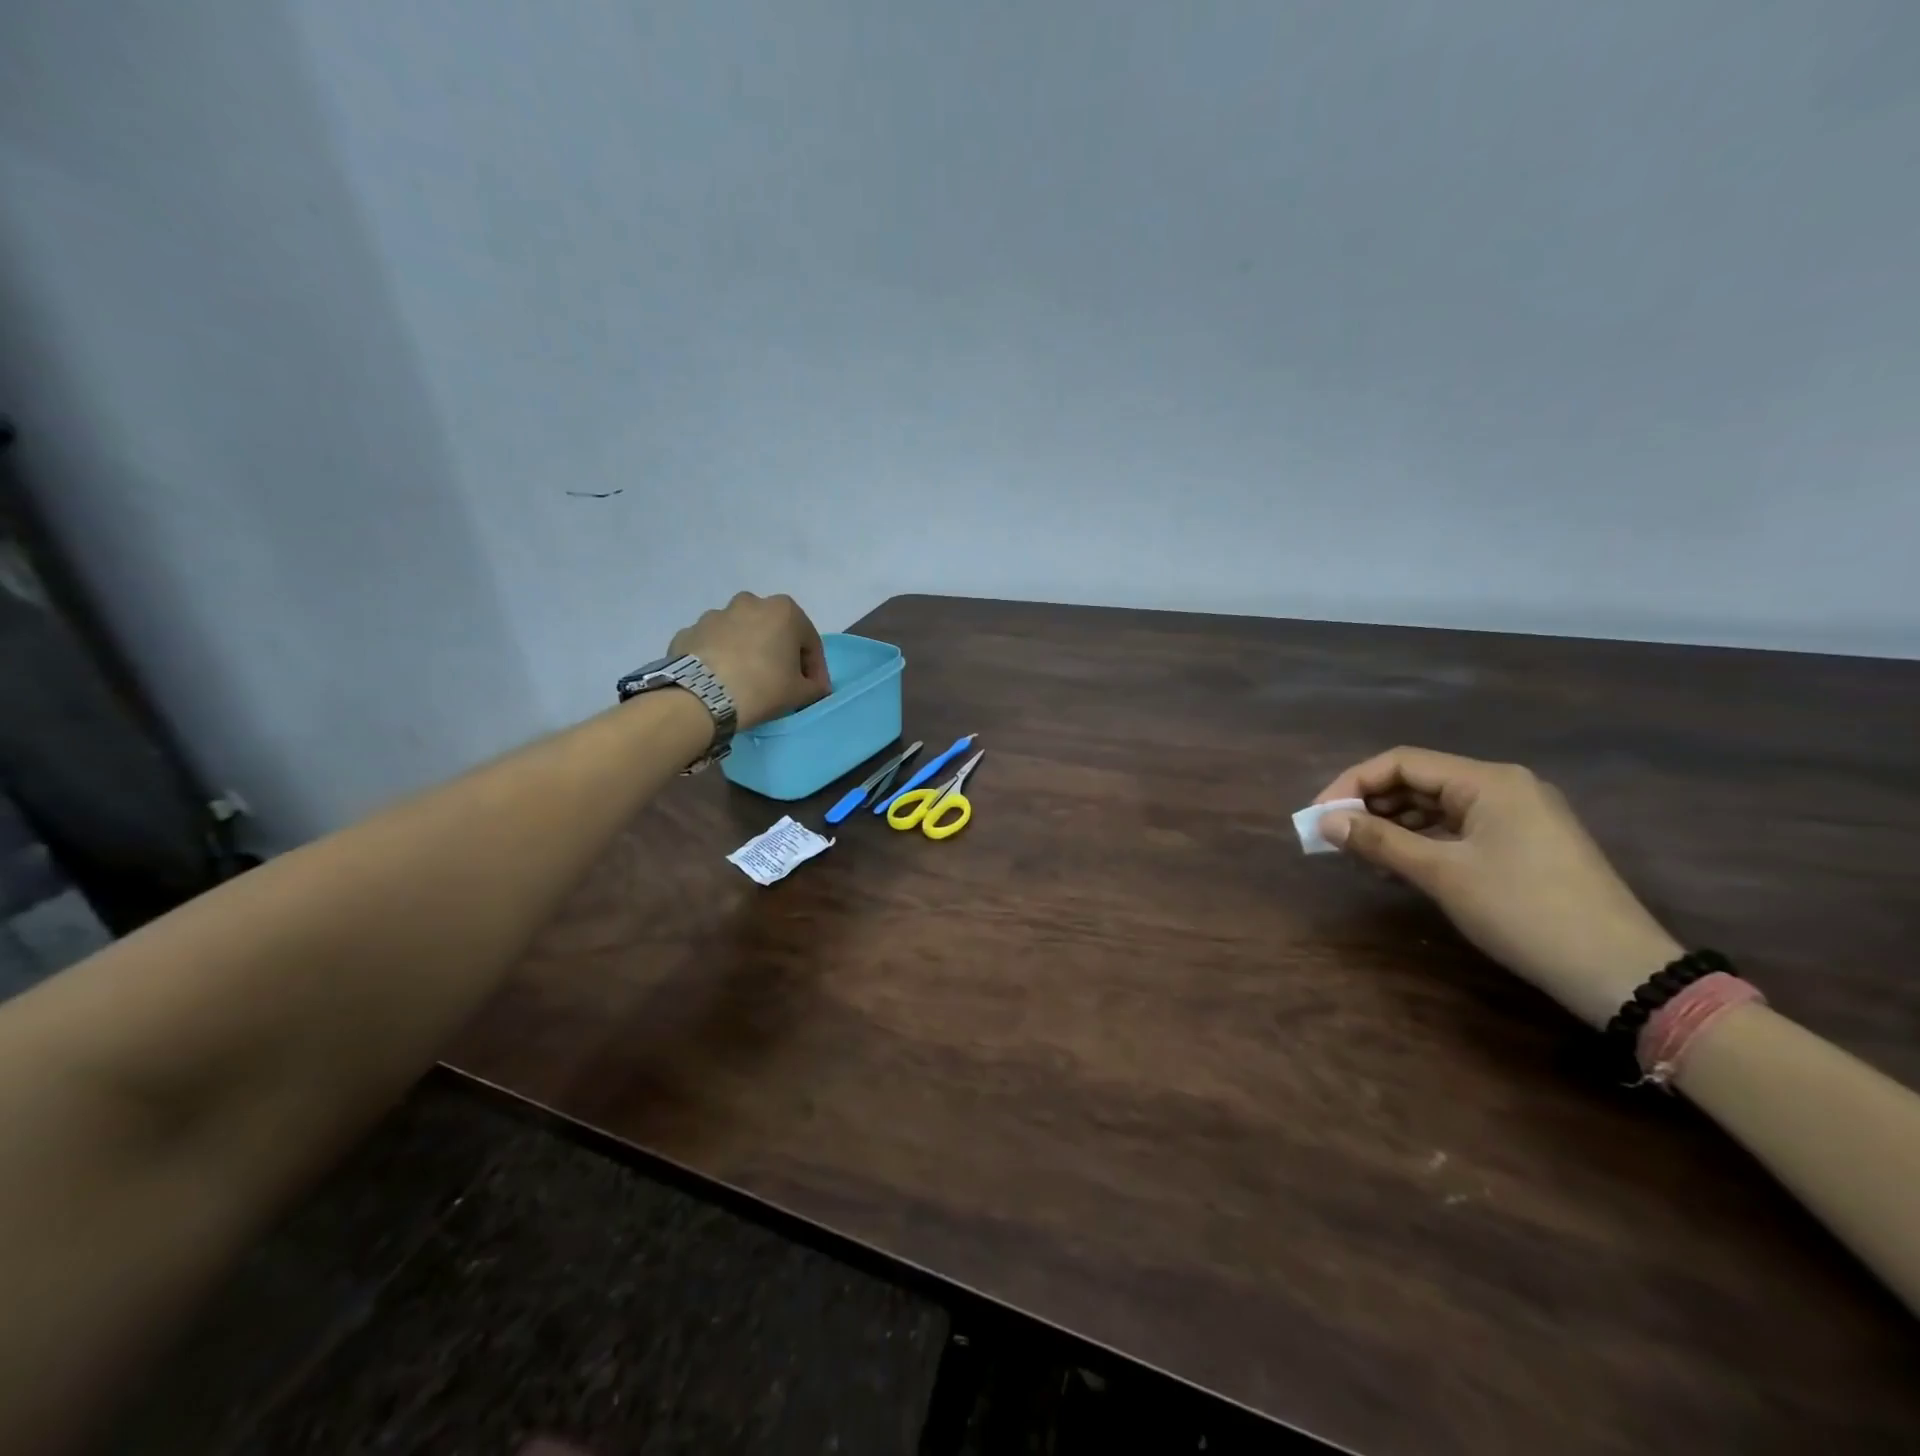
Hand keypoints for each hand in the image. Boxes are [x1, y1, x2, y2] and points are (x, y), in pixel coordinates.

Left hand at [669, 592, 831, 730]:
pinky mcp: (689, 631)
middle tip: (779, 681)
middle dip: (779, 653)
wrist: (703, 697)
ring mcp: (715, 615)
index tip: (813, 690)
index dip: (814, 669)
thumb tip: (815, 686)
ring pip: (740, 633)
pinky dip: (718, 657)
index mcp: (784, 611)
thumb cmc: (763, 688)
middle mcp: (750, 603)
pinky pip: (712, 644)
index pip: (810, 642)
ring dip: (747, 651)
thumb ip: (815, 687)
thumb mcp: (801, 693)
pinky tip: (719, 679)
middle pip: (773, 631)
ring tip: (745, 680)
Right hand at [1313, 747, 1680, 1027]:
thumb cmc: (1523, 911)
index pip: (1401, 762)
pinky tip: (1398, 865)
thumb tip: (1325, 822)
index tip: (1319, 817)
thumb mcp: (1442, 874)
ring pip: (1436, 806)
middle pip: (1418, 780)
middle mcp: (1503, 786)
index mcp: (1488, 780)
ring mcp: (1517, 816)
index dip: (1352, 784)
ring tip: (1359, 854)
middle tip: (1333, 836)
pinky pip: (1458, 829)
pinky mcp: (1524, 844)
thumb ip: (1379, 841)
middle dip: (1370, 805)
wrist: (1619, 972)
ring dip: (1393, 825)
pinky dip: (1422, 841)